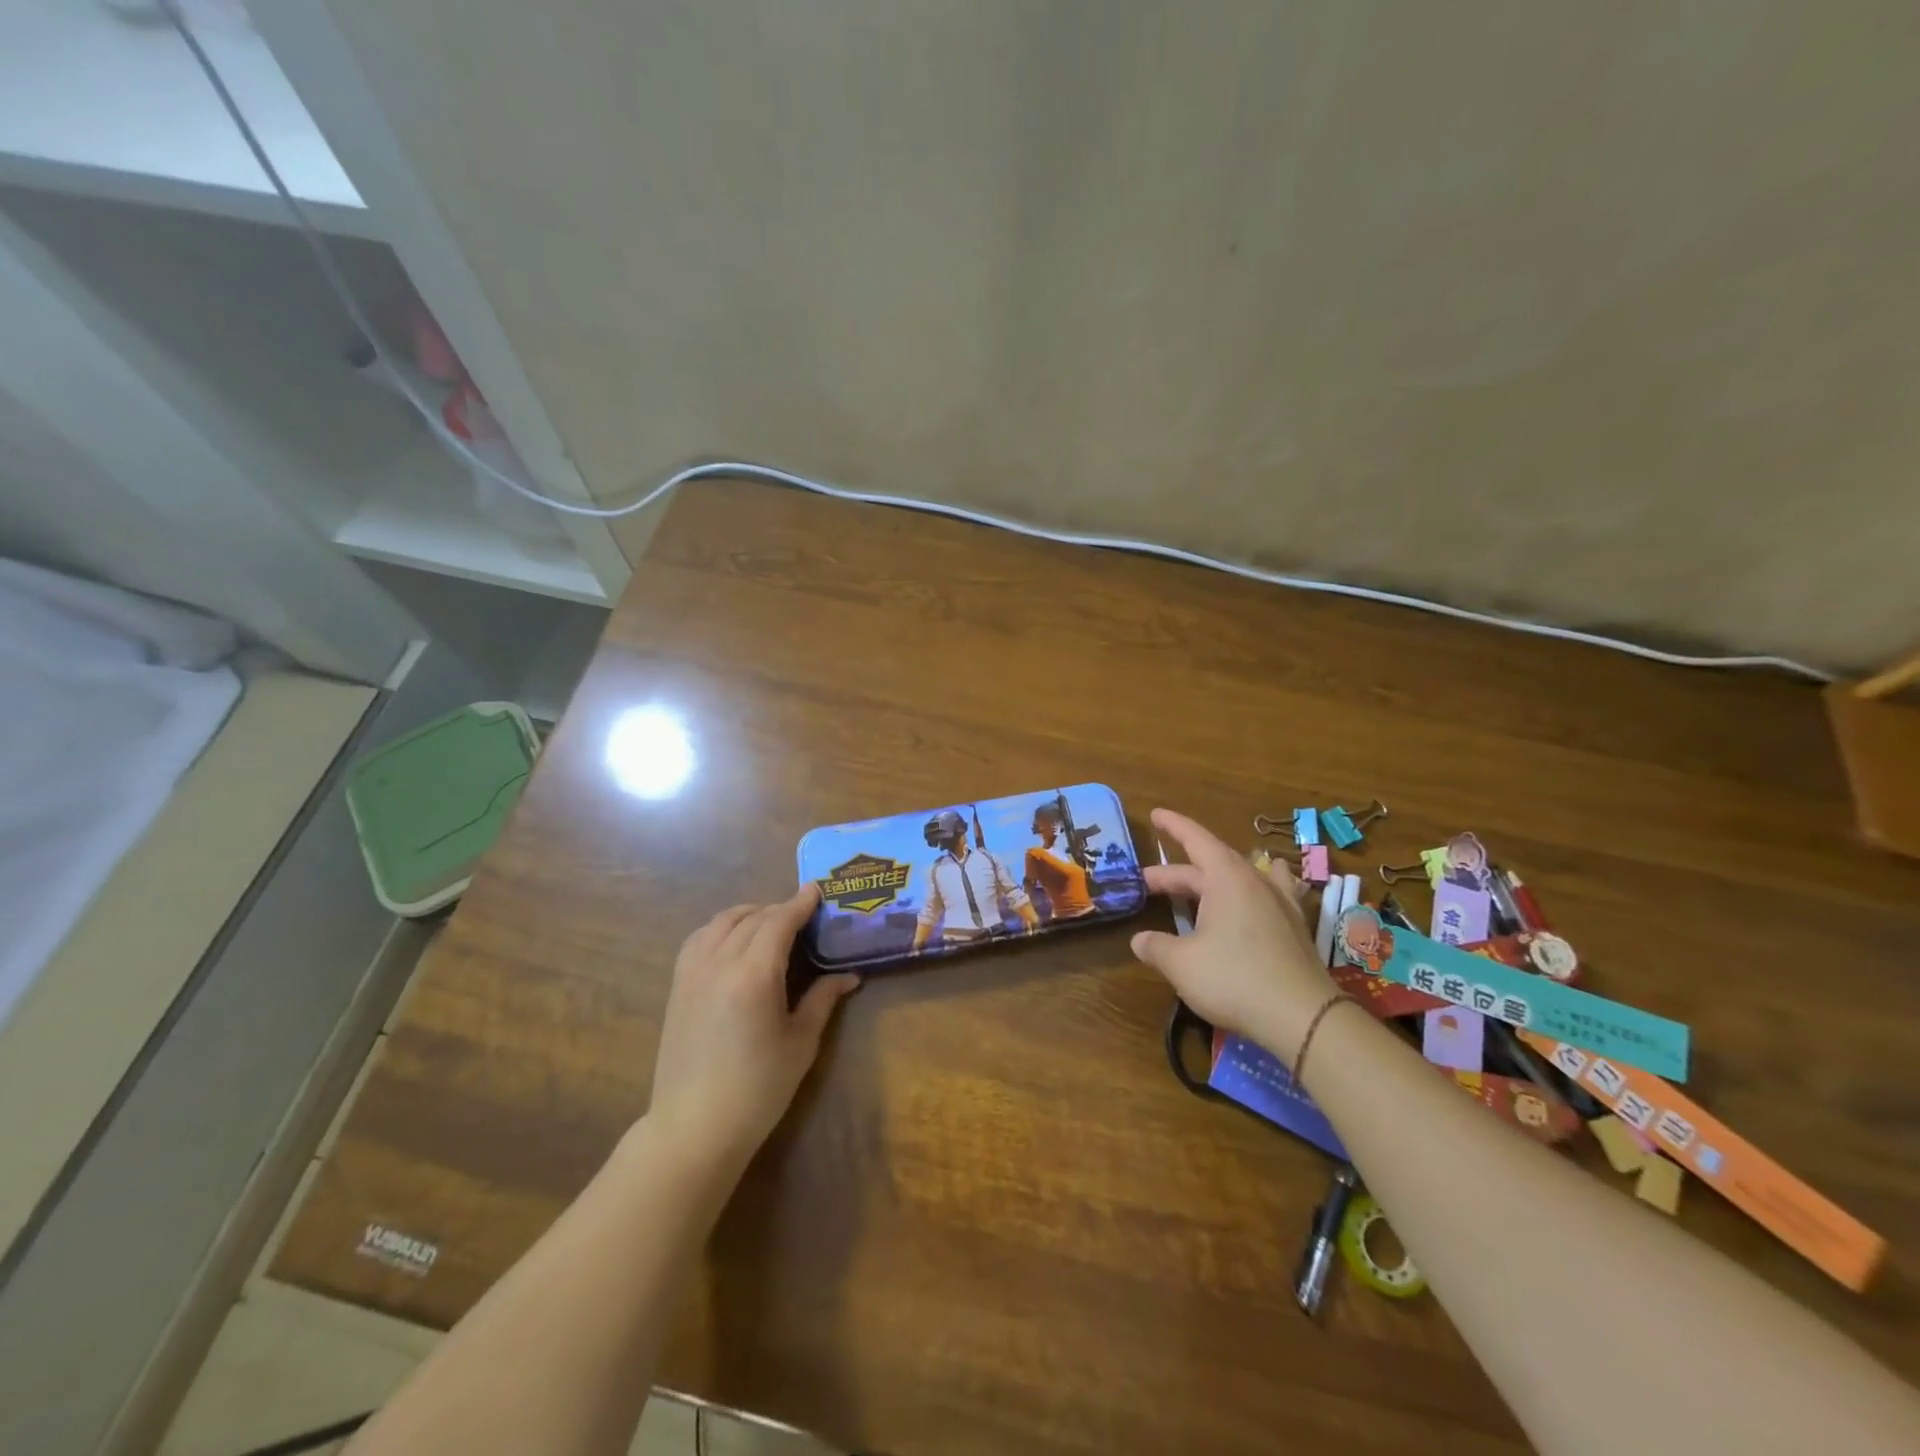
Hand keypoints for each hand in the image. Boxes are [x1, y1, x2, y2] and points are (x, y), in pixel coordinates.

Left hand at [647, 884, 858, 1170]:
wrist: (694, 1127)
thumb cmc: (758, 1088)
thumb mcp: (800, 1042)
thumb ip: (822, 1000)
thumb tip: (849, 976)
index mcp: (754, 975)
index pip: (779, 921)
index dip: (799, 903)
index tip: (816, 889)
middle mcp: (719, 963)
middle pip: (752, 918)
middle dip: (779, 909)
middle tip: (803, 913)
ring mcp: (692, 972)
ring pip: (721, 922)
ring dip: (749, 913)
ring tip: (770, 921)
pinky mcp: (677, 986)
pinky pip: (699, 938)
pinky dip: (720, 927)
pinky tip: (734, 940)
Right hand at [1132, 808, 1337, 1060]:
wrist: (1302, 1017)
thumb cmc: (1234, 979)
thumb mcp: (1181, 964)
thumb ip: (1156, 947)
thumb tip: (1139, 940)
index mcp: (1226, 878)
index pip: (1195, 839)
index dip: (1172, 826)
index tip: (1154, 814)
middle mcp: (1255, 882)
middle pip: (1210, 865)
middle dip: (1177, 873)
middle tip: (1147, 883)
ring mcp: (1280, 904)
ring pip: (1244, 876)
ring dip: (1217, 876)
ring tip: (1208, 875)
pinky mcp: (1295, 928)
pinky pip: (1274, 893)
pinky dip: (1260, 888)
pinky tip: (1267, 894)